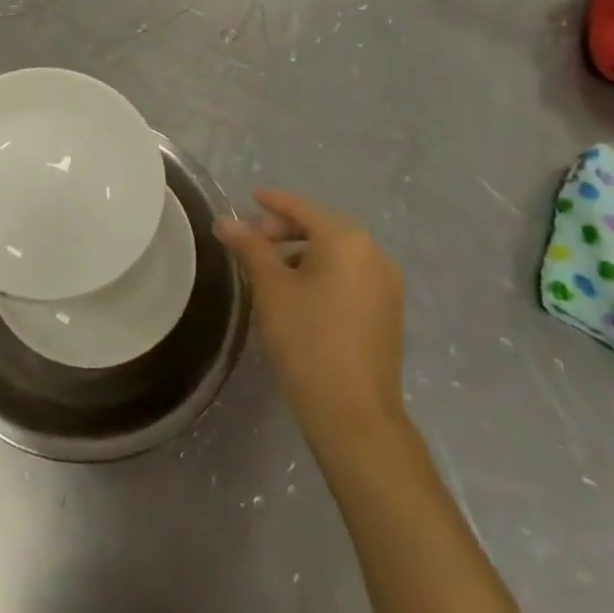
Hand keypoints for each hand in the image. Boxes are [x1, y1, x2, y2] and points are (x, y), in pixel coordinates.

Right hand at [216, 189, 405, 443]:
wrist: (354, 414)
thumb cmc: (306, 340)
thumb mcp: (270, 288)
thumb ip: (249, 247)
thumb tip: (225, 221)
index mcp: (347, 240)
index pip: (303, 209)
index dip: (273, 202)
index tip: (250, 198)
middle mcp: (374, 254)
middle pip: (323, 228)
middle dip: (286, 230)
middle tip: (254, 242)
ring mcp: (386, 284)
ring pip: (337, 254)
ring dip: (304, 253)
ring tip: (272, 271)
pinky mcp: (388, 312)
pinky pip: (350, 276)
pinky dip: (324, 273)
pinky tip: (301, 294)